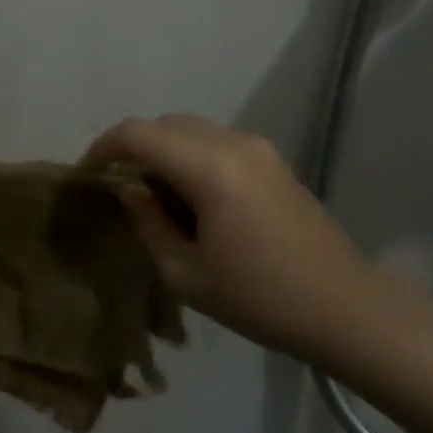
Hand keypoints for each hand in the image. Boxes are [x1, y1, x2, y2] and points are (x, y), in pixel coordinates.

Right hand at [81, 113, 378, 357]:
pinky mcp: (274, 160)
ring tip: (155, 196)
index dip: (104, 147)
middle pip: (166, 124)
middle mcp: (234, 143)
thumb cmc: (259, 299)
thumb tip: (127, 187)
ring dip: (165, 151)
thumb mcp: (186, 273)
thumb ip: (148, 221)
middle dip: (135, 148)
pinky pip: (218, 142)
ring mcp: (259, 148)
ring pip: (193, 129)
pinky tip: (193, 199)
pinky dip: (192, 156)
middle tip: (120, 189)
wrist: (345, 308)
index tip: (87, 175)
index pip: (138, 134)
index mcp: (209, 168)